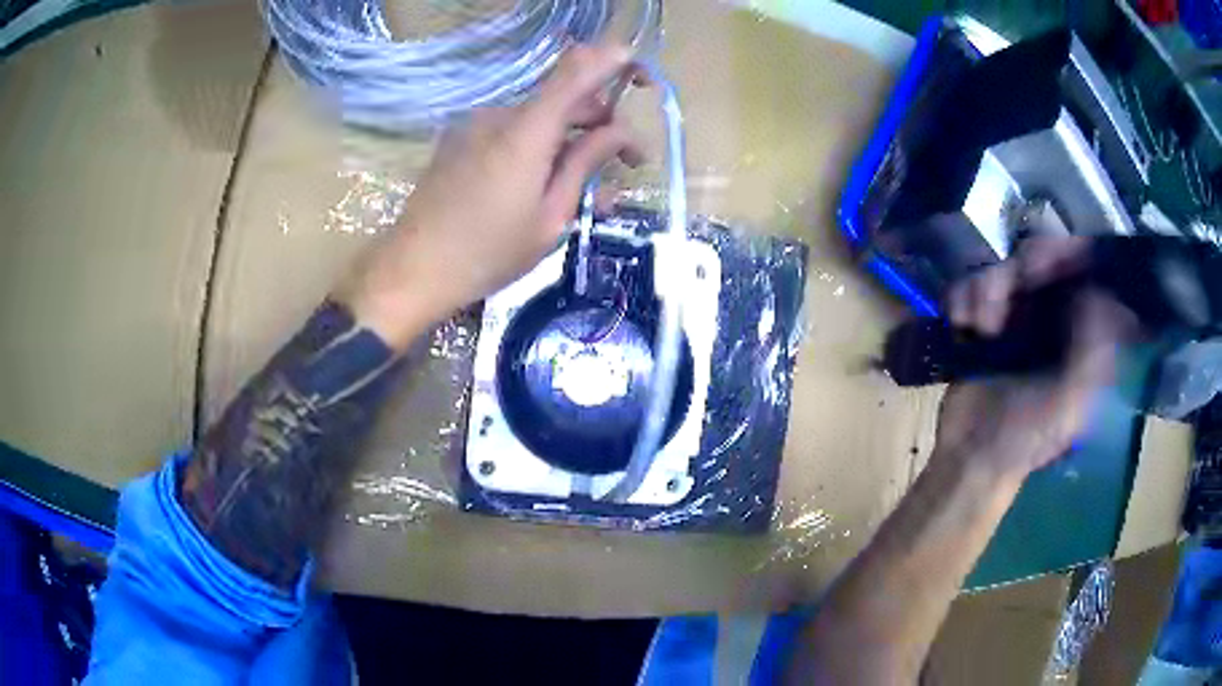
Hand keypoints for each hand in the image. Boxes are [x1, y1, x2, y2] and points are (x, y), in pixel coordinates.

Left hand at [337, 43, 643, 349]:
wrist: (414, 269)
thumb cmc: (489, 252)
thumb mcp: (550, 216)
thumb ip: (585, 164)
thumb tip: (619, 132)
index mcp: (527, 132)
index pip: (578, 71)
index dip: (615, 61)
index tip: (644, 78)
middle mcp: (501, 115)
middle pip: (564, 97)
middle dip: (603, 122)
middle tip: (627, 164)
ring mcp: (476, 125)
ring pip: (540, 118)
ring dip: (572, 141)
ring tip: (589, 188)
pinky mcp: (461, 140)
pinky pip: (513, 132)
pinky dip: (540, 147)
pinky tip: (545, 182)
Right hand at [932, 238, 1136, 481]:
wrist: (972, 457)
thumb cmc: (1029, 437)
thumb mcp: (1073, 403)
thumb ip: (1094, 352)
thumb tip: (1098, 293)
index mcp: (1079, 330)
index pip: (1080, 270)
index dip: (1064, 254)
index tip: (1041, 264)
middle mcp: (1050, 314)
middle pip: (1035, 258)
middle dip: (1015, 275)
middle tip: (1003, 301)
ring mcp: (1013, 315)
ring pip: (999, 269)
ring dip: (983, 294)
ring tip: (979, 329)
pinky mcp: (980, 320)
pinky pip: (968, 286)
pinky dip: (960, 300)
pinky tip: (963, 327)